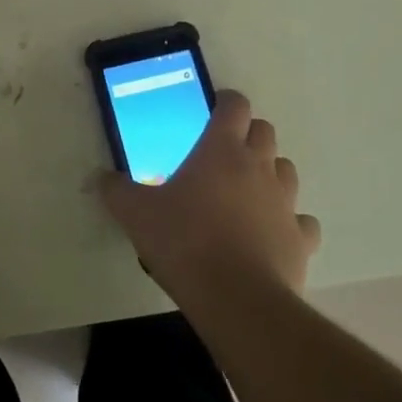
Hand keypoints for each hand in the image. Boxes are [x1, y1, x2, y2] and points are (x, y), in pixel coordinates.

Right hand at [99, 90, 320, 307]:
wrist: (236, 299)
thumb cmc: (184, 242)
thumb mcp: (135, 214)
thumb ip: (116, 191)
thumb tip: (100, 177)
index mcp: (221, 150)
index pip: (234, 106)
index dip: (225, 102)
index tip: (213, 110)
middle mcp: (259, 167)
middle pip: (265, 131)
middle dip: (247, 135)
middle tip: (223, 154)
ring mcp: (285, 202)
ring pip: (286, 170)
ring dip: (269, 173)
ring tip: (246, 193)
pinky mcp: (300, 238)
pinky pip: (301, 220)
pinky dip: (289, 222)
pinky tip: (271, 234)